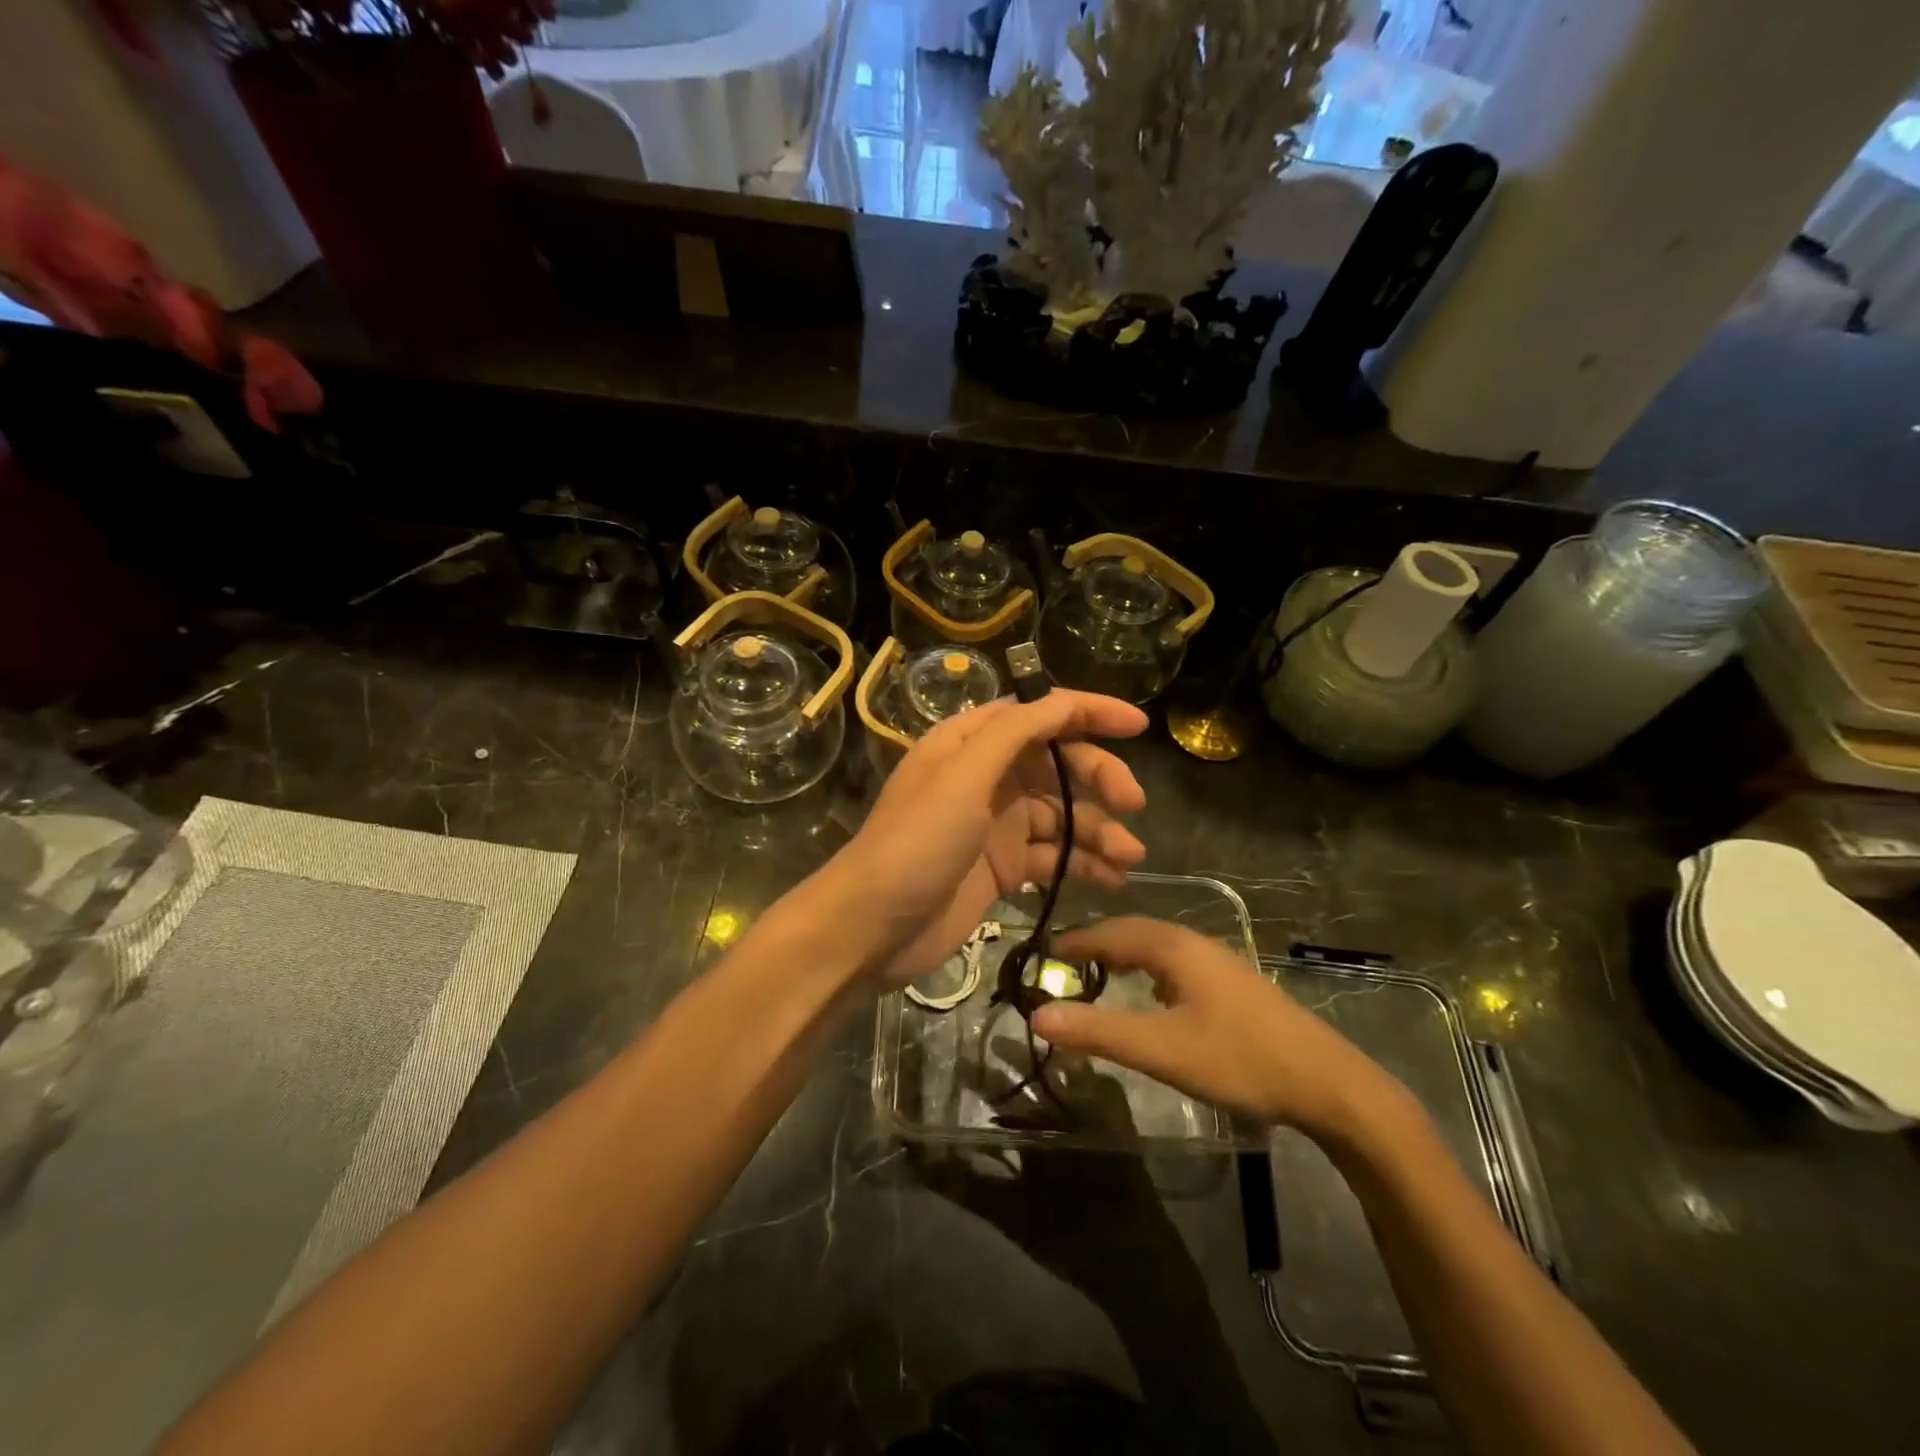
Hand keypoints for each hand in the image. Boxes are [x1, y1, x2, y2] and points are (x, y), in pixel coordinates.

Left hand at [832, 691, 1149, 986]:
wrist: (872, 927)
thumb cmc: (916, 842)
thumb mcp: (963, 776)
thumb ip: (1014, 734)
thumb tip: (1063, 701)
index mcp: (971, 743)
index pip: (1039, 714)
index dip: (1088, 713)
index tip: (1138, 726)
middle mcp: (986, 777)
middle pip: (1057, 764)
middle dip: (1099, 778)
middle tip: (1133, 804)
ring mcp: (995, 825)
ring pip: (1061, 815)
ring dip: (1098, 830)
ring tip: (1129, 857)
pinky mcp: (1002, 868)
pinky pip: (1053, 856)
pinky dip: (1082, 864)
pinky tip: (1110, 879)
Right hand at [1031, 918, 1403, 1141]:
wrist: (1326, 1082)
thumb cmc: (1238, 1058)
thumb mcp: (1160, 1049)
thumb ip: (1098, 1031)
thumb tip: (1037, 1014)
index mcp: (1173, 946)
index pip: (1108, 932)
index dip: (1073, 943)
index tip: (1041, 956)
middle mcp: (1193, 942)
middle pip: (1132, 932)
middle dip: (1095, 944)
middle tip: (1062, 966)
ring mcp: (1217, 960)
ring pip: (1156, 945)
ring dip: (1122, 954)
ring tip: (1097, 975)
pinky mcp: (1232, 982)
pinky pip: (1174, 961)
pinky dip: (1147, 968)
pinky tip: (1150, 993)